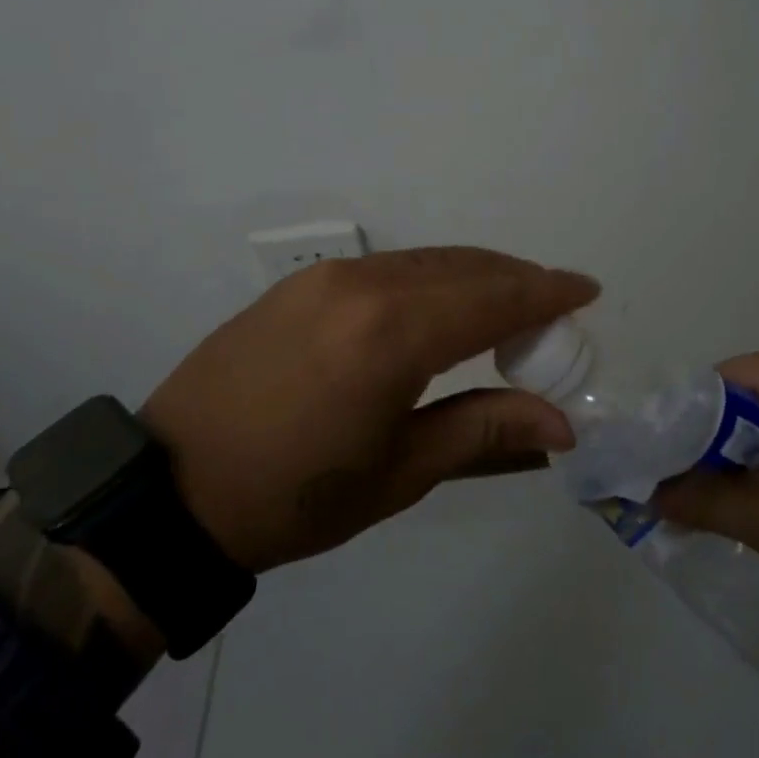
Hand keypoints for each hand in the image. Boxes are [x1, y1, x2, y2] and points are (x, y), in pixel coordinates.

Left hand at [140, 248, 597, 571]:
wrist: (171, 489)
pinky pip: (390, 267)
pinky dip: (433, 278)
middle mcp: (363, 285)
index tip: (587, 290)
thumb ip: (484, 429)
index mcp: (391, 336)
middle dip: (519, 281)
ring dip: (477, 276)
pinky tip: (444, 306)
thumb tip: (561, 422)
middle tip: (555, 310)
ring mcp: (327, 277)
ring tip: (510, 307)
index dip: (546, 293)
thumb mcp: (399, 472)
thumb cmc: (295, 497)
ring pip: (428, 261)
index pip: (493, 297)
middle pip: (466, 267)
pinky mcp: (302, 283)